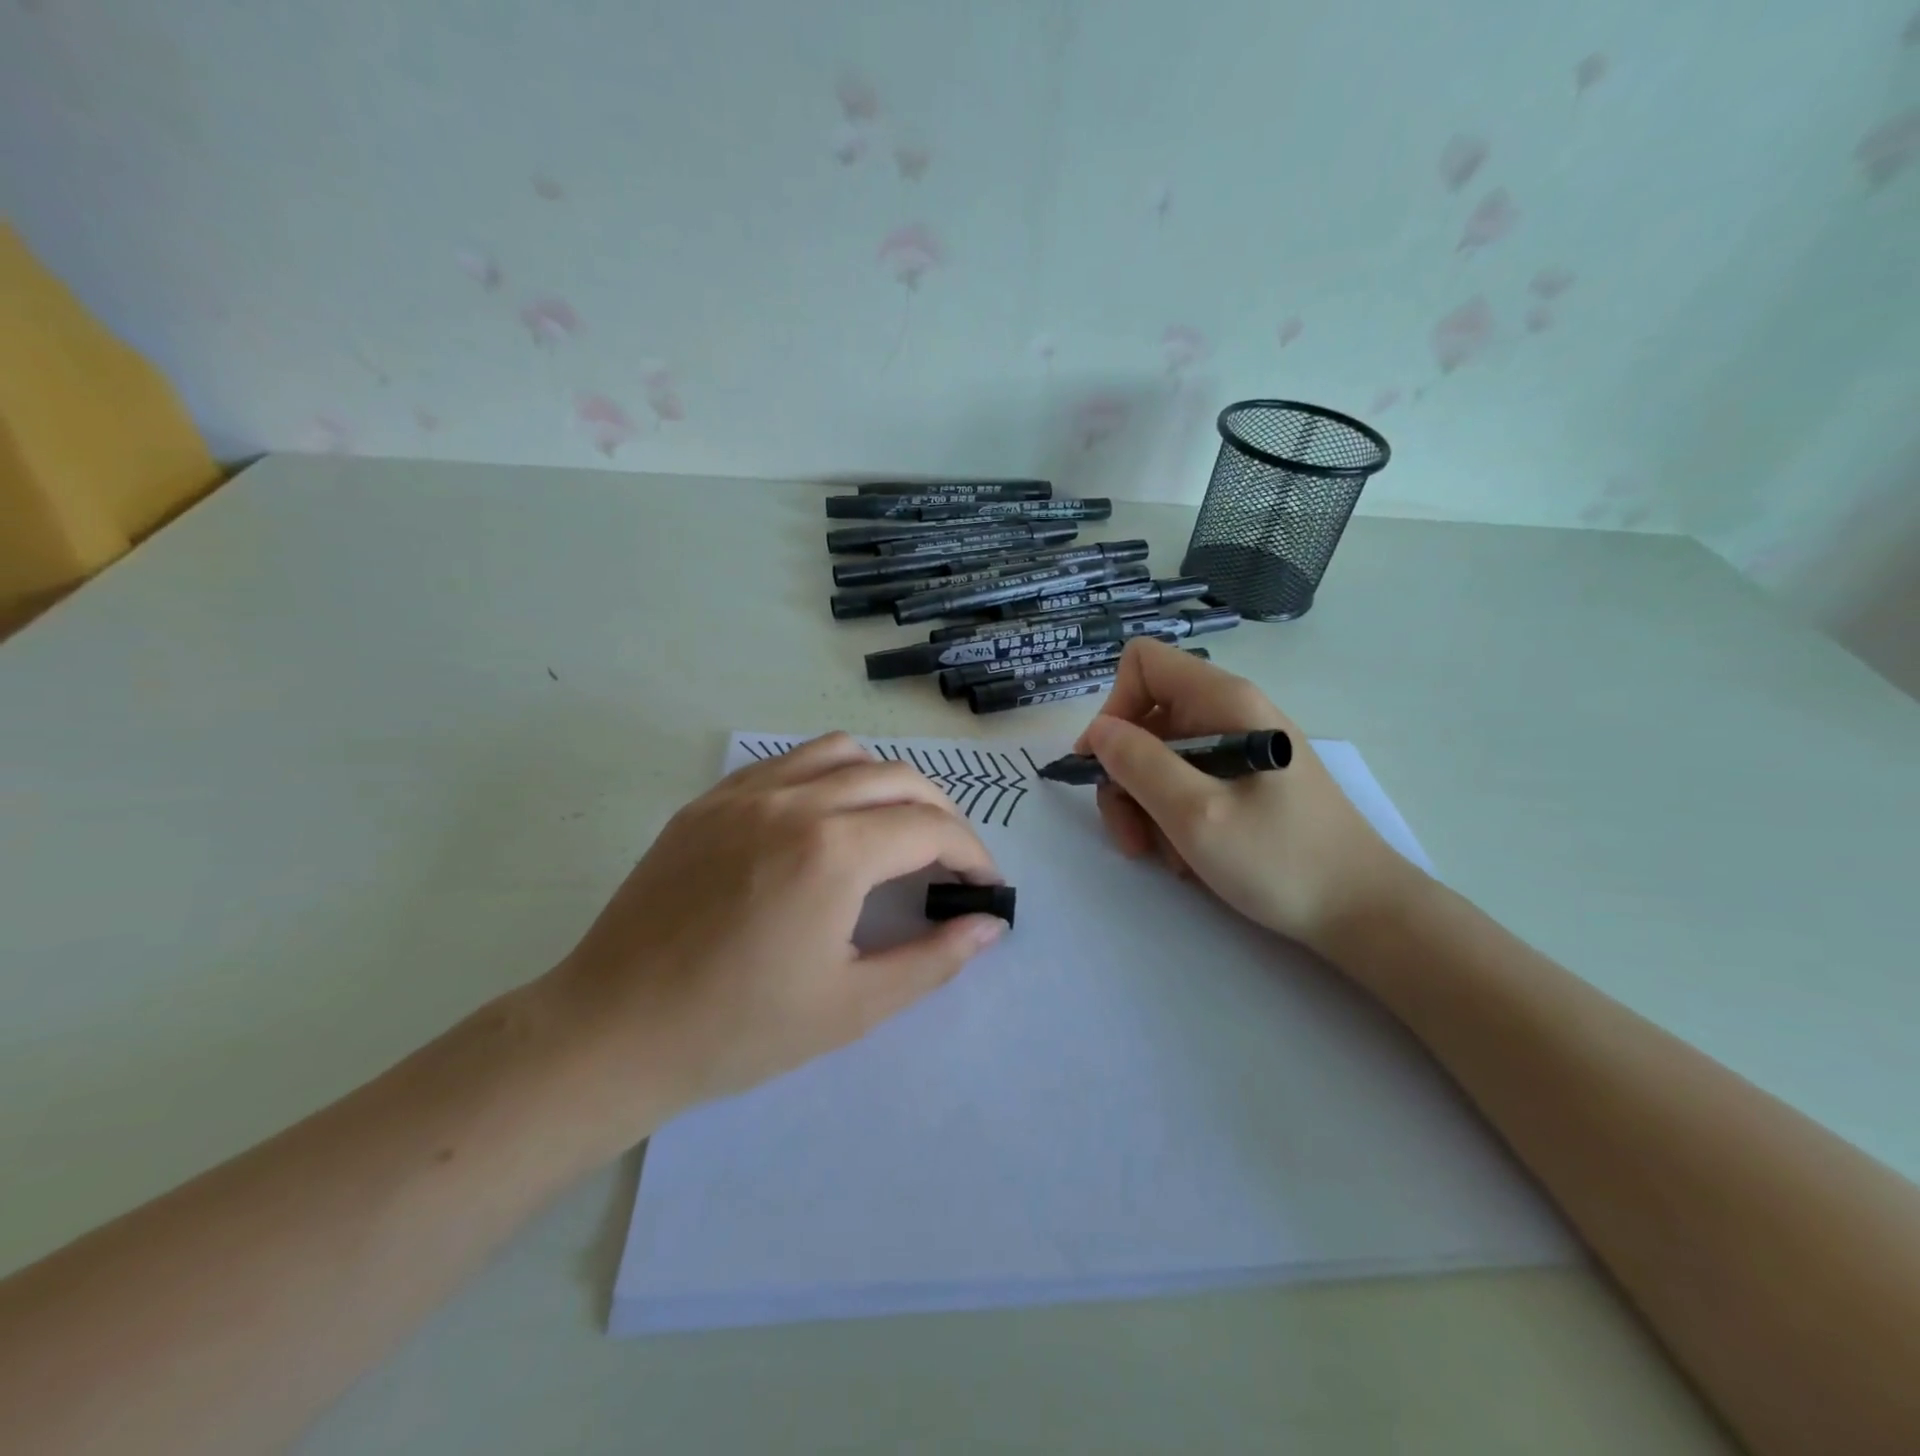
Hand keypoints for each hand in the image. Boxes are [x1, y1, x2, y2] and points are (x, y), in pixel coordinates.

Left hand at [544, 734, 1004, 1144]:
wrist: (612, 1031)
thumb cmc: (737, 1030)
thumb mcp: (852, 1006)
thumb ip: (933, 959)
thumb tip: (990, 925)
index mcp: (834, 852)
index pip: (932, 828)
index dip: (972, 854)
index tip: (985, 885)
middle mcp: (795, 801)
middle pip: (898, 779)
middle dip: (941, 814)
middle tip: (951, 861)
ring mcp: (746, 793)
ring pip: (843, 752)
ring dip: (886, 782)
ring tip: (894, 829)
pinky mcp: (710, 800)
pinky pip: (788, 761)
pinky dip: (829, 775)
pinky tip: (827, 819)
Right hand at [1074, 639, 1420, 952]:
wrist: (1362, 911)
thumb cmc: (1281, 859)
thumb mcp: (1196, 814)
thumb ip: (1139, 764)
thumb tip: (1098, 731)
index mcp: (1223, 701)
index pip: (1142, 664)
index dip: (1114, 708)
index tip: (1107, 765)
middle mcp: (1229, 713)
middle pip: (1145, 719)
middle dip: (1125, 776)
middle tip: (1130, 835)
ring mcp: (1238, 748)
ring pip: (1160, 758)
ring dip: (1146, 807)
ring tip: (1163, 856)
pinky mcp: (1244, 781)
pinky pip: (1186, 783)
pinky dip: (1173, 818)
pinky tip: (1189, 857)